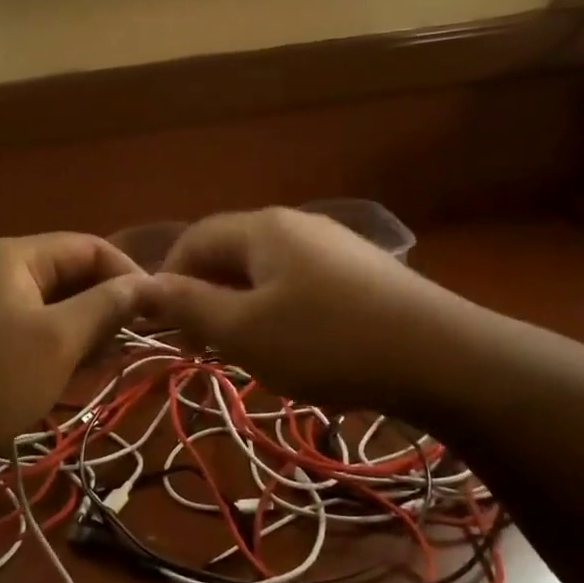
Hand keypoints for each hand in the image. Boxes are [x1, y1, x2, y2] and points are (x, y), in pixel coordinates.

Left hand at [0, 233, 146, 459]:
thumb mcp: (58, 340)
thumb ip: (105, 306)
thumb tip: (146, 283)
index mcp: (17, 256)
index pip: (89, 246)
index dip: (128, 273)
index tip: (157, 312)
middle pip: (68, 275)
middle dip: (105, 306)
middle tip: (131, 345)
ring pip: (50, 308)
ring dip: (81, 332)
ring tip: (102, 366)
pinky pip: (27, 333)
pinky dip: (53, 349)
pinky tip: (67, 378)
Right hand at [144, 208, 461, 410]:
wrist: (441, 357)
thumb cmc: (327, 341)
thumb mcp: (244, 331)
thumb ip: (188, 306)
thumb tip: (142, 286)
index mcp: (263, 228)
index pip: (195, 239)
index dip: (168, 279)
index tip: (165, 327)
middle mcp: (298, 225)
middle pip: (232, 253)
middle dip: (207, 297)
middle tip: (205, 347)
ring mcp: (336, 247)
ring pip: (267, 272)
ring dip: (244, 308)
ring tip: (249, 352)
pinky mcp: (363, 273)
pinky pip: (302, 285)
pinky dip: (282, 312)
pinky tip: (299, 348)